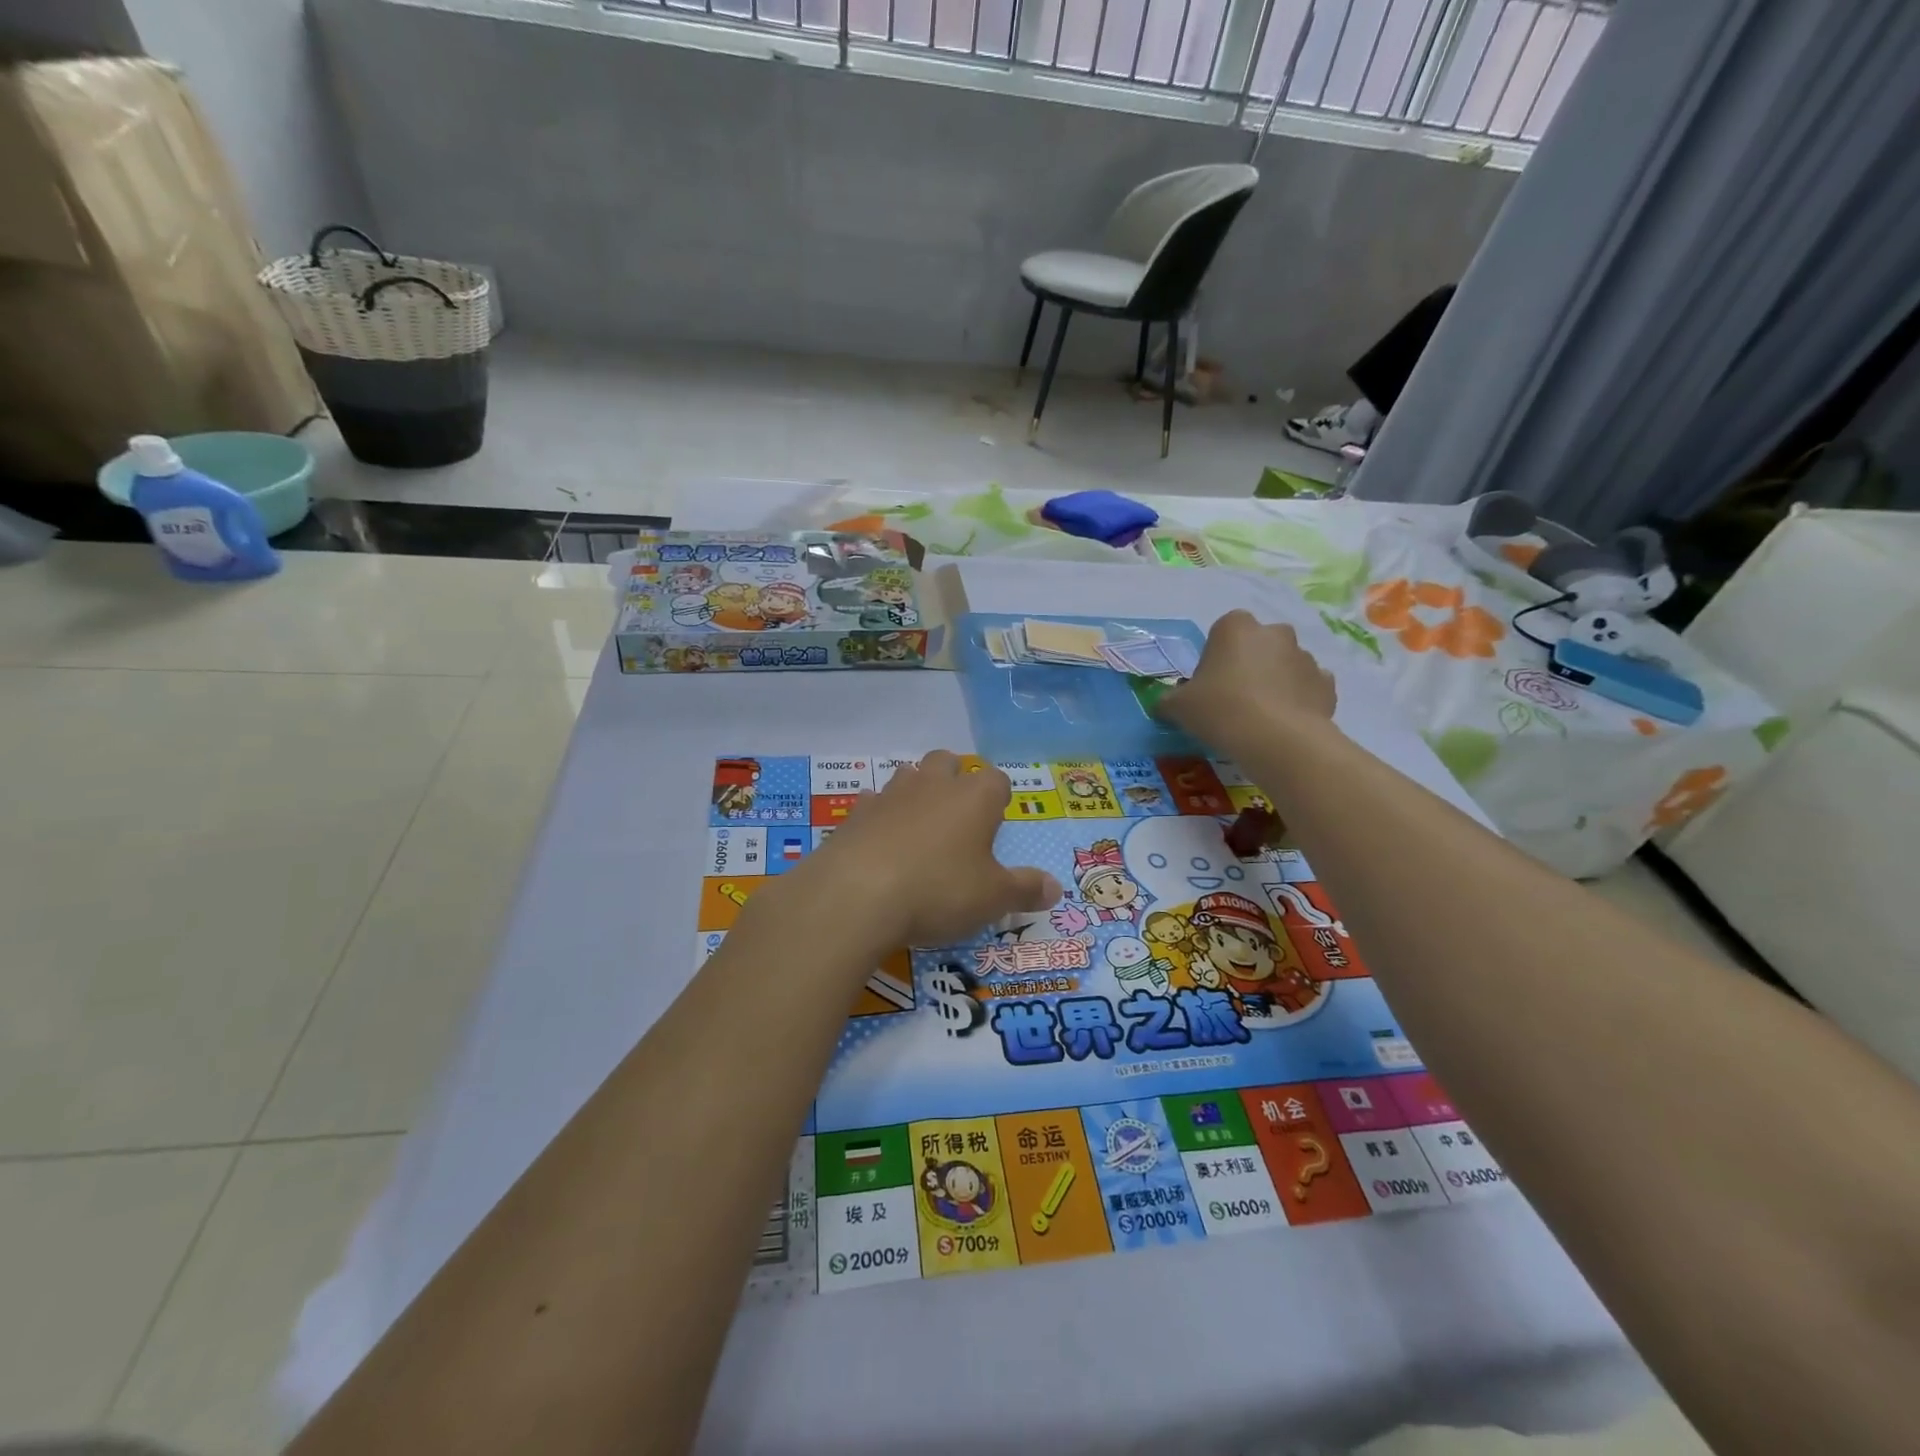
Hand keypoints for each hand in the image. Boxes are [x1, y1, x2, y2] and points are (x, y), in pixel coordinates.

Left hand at [789, 751, 1061, 948]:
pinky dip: (880, 816)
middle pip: (948, 761)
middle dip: (955, 779)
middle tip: (957, 817)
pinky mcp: (856, 813)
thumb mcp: (992, 898)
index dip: (999, 797)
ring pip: (908, 774)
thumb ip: (1025, 889)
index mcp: (974, 798)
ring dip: (916, 792)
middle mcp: (934, 785)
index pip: (997, 779)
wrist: (856, 894)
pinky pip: (873, 803)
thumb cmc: (938, 890)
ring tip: (919, 827)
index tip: (996, 821)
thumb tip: (1055, 888)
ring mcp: (890, 794)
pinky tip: (880, 842)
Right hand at [1051, 903, 1090, 935]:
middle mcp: (1064, 920)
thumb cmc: (1078, 913)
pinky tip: (1070, 932)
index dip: (1054, 914)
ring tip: (1059, 927)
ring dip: (1059, 927)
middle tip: (1053, 921)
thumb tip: (1066, 904)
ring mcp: (1067, 926)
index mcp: (1063, 914)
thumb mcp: (1073, 908)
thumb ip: (1070, 907)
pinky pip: (1069, 933)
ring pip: (1060, 927)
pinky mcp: (1072, 930)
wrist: (1085, 919)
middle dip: (1054, 921)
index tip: (1052, 914)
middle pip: (1056, 921)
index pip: (1056, 914)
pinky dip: (1070, 932)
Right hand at [1156, 611, 1335, 753]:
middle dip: (1249, 665)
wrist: (1276, 740)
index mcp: (1235, 627)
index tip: (1208, 685)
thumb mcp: (1177, 707)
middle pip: (1257, 645)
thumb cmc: (1219, 710)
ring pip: (1284, 666)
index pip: (1222, 631)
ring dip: (1274, 682)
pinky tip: (1283, 724)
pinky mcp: (1327, 684)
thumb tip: (1163, 704)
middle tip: (1232, 700)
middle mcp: (1274, 633)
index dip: (1215, 658)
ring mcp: (1305, 657)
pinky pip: (1307, 688)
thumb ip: (1167, 701)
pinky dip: (1298, 700)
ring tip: (1259, 718)